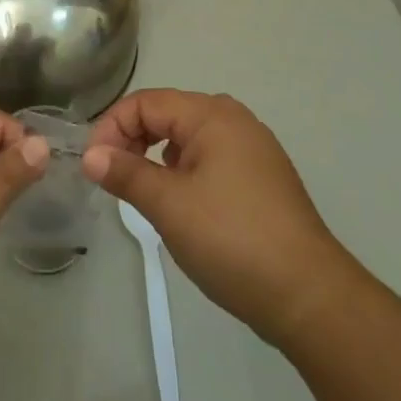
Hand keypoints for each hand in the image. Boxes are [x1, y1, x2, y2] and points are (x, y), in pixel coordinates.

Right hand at [83, 90, 354, 349]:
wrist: (310, 297)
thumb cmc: (233, 240)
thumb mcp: (169, 206)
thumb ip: (126, 173)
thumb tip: (90, 156)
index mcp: (212, 115)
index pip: (146, 102)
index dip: (112, 127)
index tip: (92, 165)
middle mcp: (234, 120)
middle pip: (167, 114)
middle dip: (133, 139)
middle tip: (111, 177)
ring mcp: (253, 148)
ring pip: (188, 138)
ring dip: (156, 156)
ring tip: (142, 192)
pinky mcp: (262, 177)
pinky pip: (210, 158)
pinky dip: (183, 171)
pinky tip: (180, 203)